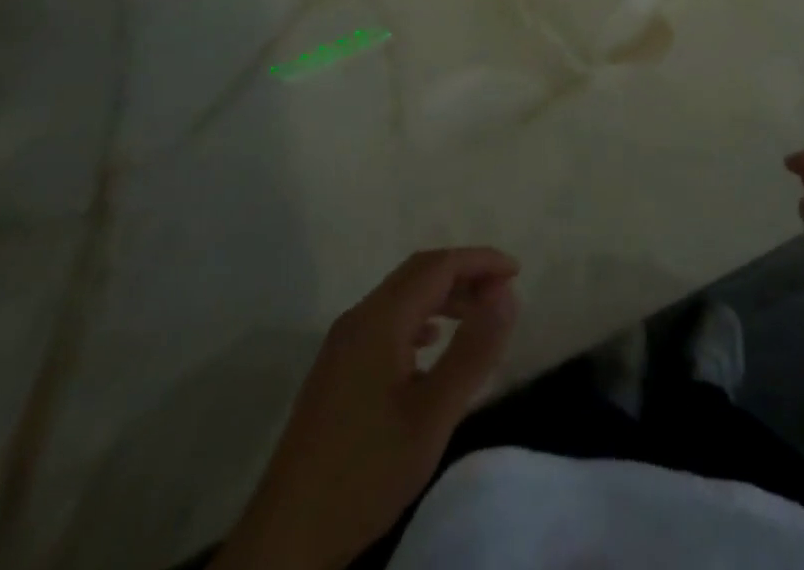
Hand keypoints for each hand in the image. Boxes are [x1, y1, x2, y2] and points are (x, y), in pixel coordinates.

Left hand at [217, 248, 519, 569]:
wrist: (285, 541)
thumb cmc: (365, 474)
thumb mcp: (432, 416)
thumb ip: (472, 351)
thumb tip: (507, 294)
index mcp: (379, 320)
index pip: (437, 266)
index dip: (480, 261)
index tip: (517, 273)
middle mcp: (358, 319)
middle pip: (418, 273)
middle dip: (464, 273)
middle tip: (503, 293)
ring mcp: (342, 344)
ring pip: (402, 296)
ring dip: (443, 295)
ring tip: (478, 316)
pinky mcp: (337, 369)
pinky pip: (387, 321)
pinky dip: (420, 318)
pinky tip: (432, 344)